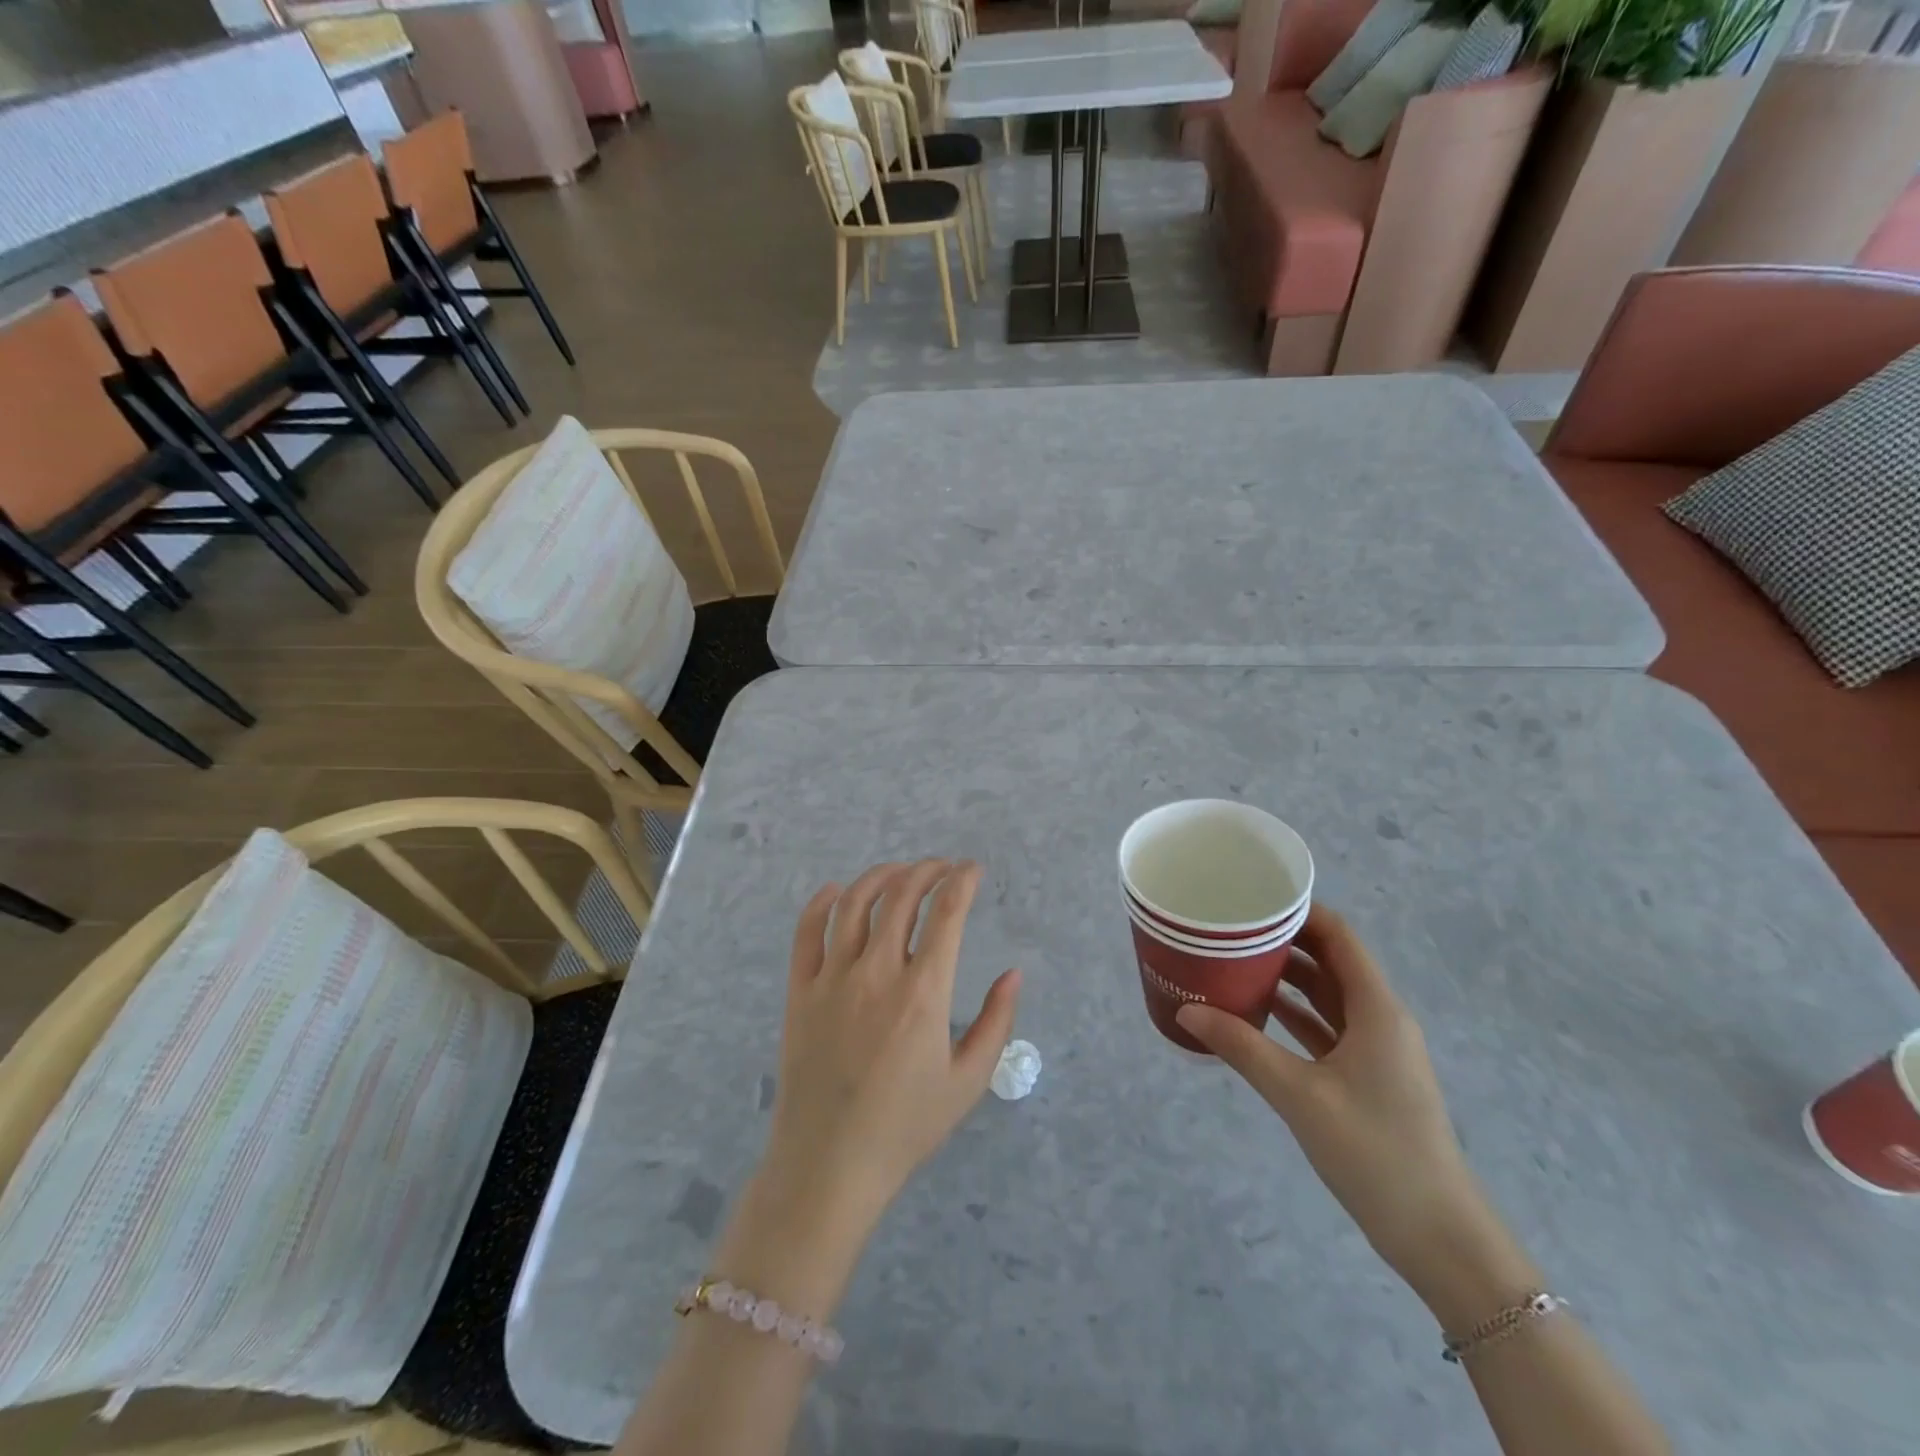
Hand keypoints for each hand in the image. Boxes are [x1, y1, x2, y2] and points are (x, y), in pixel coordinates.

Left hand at [761, 860, 1022, 1230]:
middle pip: (901, 896)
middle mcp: (876, 973)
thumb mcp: (969, 1081)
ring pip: (854, 904)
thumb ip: (997, 1021)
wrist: (830, 1164)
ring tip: (900, 872)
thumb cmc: (906, 1126)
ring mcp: (832, 979)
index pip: (946, 913)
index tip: (973, 870)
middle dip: (927, 871)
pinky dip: (822, 902)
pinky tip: (836, 891)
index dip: (963, 881)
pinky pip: (807, 932)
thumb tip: (1013, 973)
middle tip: (942, 868)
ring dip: (881, 876)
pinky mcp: (800, 991)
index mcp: (922, 993)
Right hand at [1176, 905, 1515, 1304]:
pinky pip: (1327, 1028)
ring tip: (1235, 959)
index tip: (1253, 897)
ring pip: (1328, 995)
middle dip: (1285, 940)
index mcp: (1377, 1009)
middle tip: (1232, 926)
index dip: (1301, 910)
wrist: (1437, 1236)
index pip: (1339, 936)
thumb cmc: (1374, 1152)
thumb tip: (1186, 1010)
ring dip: (1288, 977)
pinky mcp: (1367, 1077)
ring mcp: (1376, 1050)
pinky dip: (1295, 1014)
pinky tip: (1256, 1012)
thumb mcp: (1299, 1094)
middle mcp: (1380, 1018)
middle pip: (1331, 961)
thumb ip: (1241, 1048)